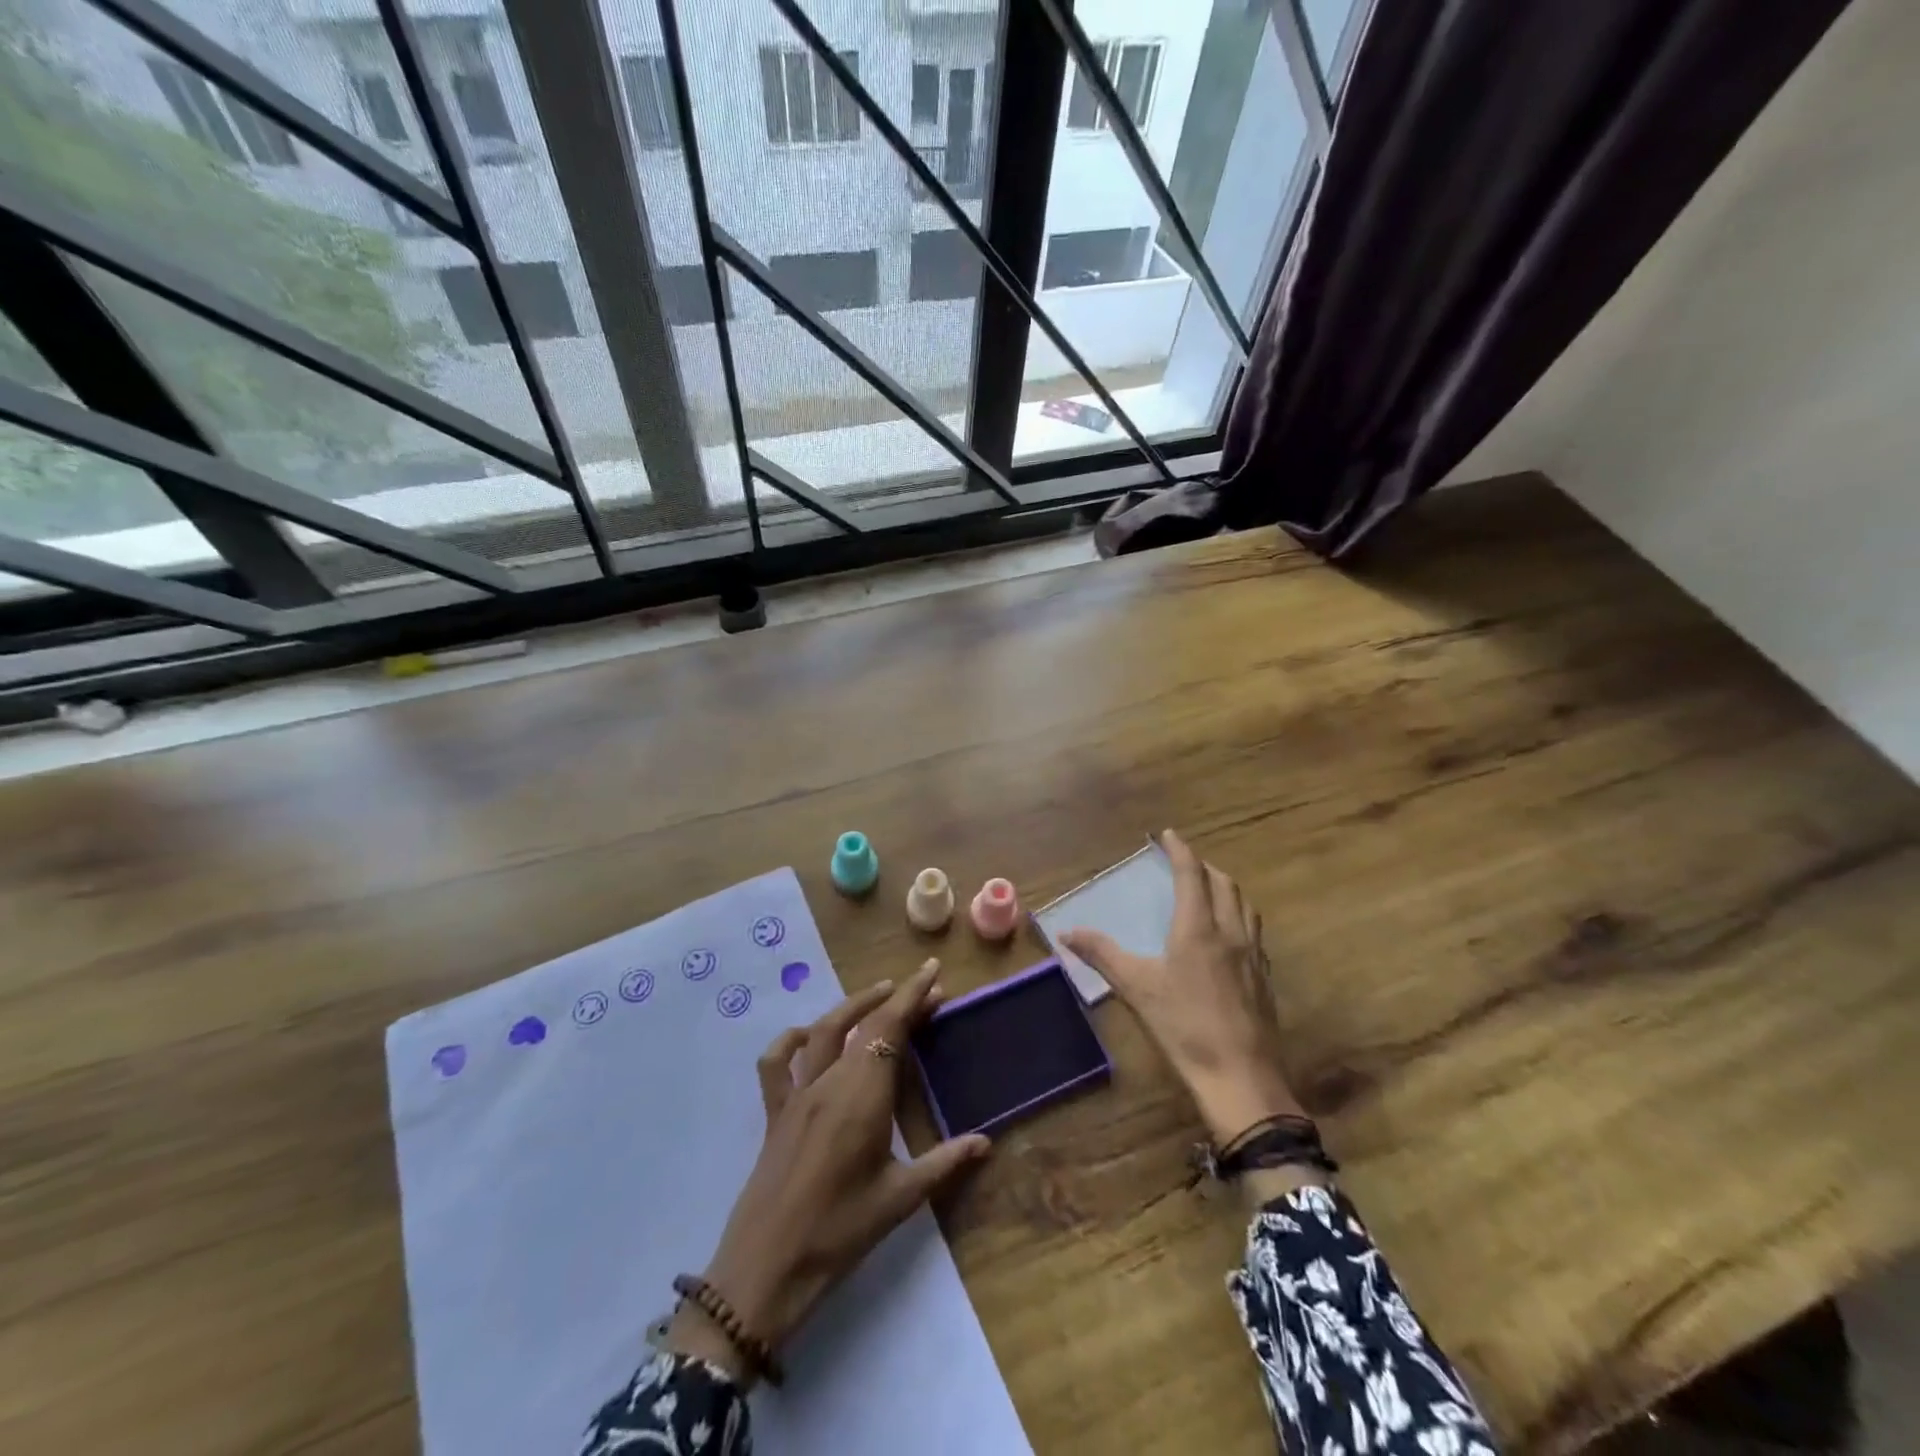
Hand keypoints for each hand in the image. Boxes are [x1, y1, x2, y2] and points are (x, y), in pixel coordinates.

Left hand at [667, 959, 989, 1384]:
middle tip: (927, 992)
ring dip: (854, 1005)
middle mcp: (829, 1082)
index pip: (890, 1028)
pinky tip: (809, 1036)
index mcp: (863, 1096)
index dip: (913, 996)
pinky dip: (793, 1040)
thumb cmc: (839, 1234)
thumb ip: (944, 1163)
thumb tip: (986, 1142)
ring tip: (881, 995)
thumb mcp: (899, 1199)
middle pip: (864, 1024)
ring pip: (825, 1031)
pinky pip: (776, 1064)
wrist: (765, 1270)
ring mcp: (797, 1094)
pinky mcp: (774, 1112)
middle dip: (897, 1000)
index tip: (933, 972)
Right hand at [1061, 830, 1304, 1146]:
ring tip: (1210, 889)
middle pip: (1225, 884)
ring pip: (1245, 906)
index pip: (1192, 875)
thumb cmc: (1184, 1027)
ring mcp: (1253, 956)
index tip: (1169, 834)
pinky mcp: (1265, 979)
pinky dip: (1239, 916)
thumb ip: (1102, 954)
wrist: (1242, 1077)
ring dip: (1226, 888)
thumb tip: (1066, 931)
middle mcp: (1230, 933)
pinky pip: (1254, 931)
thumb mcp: (1136, 988)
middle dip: (1205, 866)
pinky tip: (1229, 936)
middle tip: (1185, 862)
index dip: (1180, 850)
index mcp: (1198, 928)